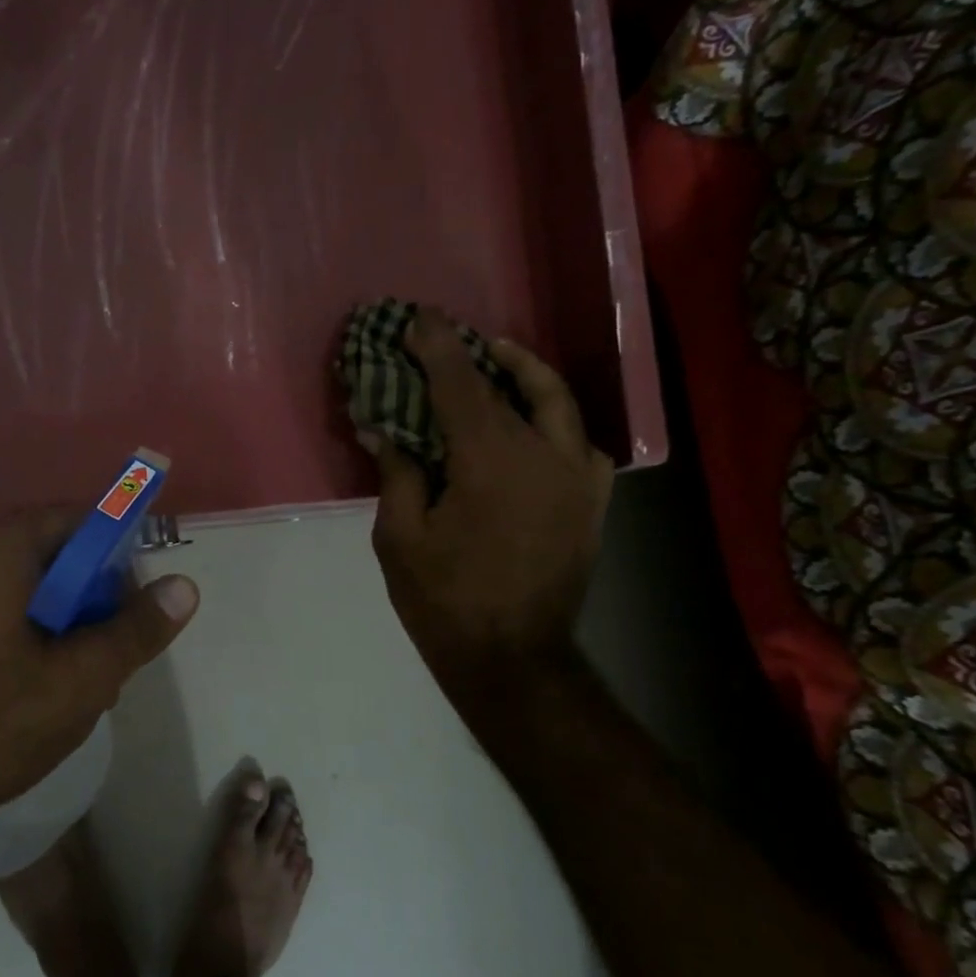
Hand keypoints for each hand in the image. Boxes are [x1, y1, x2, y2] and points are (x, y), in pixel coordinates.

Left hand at [0, 510, 199, 827]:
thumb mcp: (83, 678)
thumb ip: (137, 629)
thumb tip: (185, 586)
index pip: (74, 520)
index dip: (116, 550)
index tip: (136, 598)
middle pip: (51, 552)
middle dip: (93, 594)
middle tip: (115, 646)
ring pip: (28, 585)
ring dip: (66, 619)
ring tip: (87, 676)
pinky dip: (32, 630)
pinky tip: (46, 684)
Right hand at [362, 314, 612, 696]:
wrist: (513, 658)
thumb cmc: (444, 600)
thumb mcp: (400, 538)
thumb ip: (397, 474)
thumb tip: (383, 429)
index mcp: (489, 462)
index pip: (460, 385)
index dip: (437, 347)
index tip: (418, 318)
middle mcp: (542, 455)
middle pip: (506, 386)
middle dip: (471, 356)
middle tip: (445, 339)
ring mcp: (577, 478)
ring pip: (558, 402)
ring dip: (525, 374)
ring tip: (498, 360)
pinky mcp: (592, 502)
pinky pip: (581, 443)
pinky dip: (556, 421)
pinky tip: (535, 425)